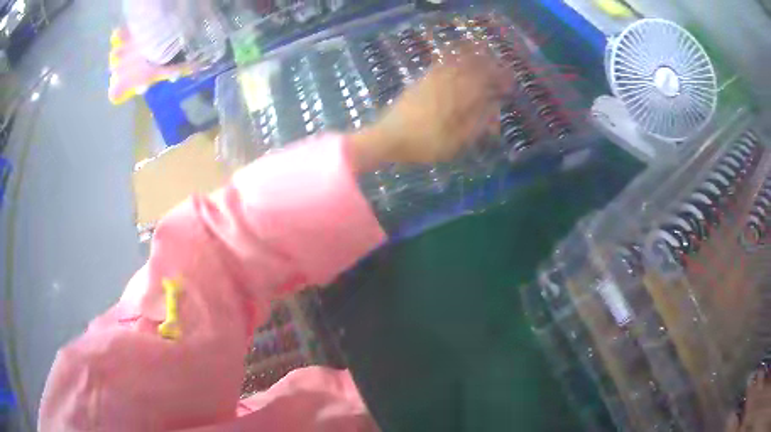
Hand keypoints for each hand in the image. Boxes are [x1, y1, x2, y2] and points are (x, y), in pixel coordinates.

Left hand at [349, 47, 510, 171]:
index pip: (484, 85)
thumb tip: (493, 108)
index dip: (498, 82)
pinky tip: (454, 57)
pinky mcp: (419, 82)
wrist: (387, 138)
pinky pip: (438, 65)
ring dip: (471, 57)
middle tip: (501, 67)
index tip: (510, 84)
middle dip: (489, 67)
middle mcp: (446, 85)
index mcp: (457, 99)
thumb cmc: (423, 145)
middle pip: (471, 70)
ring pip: (455, 64)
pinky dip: (450, 58)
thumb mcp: (455, 142)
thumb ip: (476, 124)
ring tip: (483, 52)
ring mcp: (431, 81)